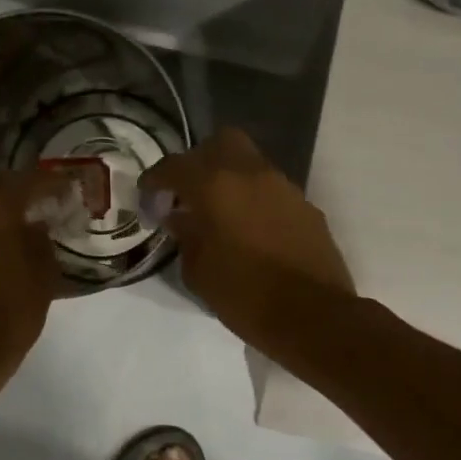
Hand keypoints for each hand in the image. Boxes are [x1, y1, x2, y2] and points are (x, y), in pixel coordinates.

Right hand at [142, 128, 355, 348]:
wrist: (313, 317)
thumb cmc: (245, 296)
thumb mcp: (198, 272)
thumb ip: (185, 236)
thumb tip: (180, 217)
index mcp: (216, 186)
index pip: (175, 166)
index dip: (155, 179)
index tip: (147, 196)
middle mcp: (251, 174)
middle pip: (220, 143)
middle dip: (199, 161)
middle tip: (188, 193)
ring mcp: (284, 187)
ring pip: (250, 164)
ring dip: (230, 180)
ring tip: (219, 215)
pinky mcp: (306, 206)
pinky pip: (271, 190)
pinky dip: (254, 200)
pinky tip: (250, 231)